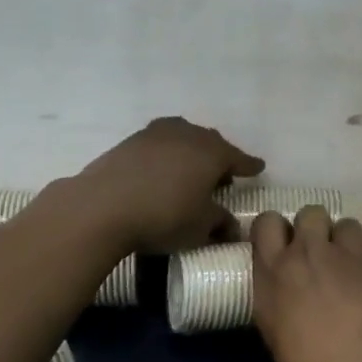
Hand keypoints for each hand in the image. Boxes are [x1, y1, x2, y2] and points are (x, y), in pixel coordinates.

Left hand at [75, 117, 263, 252]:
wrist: (104, 205)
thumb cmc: (164, 216)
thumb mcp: (200, 227)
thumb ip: (220, 223)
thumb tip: (232, 227)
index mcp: (212, 153)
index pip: (238, 158)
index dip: (249, 165)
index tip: (258, 168)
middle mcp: (188, 135)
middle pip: (211, 142)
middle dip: (219, 156)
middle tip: (223, 174)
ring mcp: (156, 134)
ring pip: (183, 136)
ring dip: (191, 151)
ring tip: (189, 169)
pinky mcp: (130, 141)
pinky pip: (158, 143)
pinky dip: (166, 153)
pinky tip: (161, 169)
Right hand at [251, 206, 361, 361]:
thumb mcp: (281, 346)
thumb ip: (284, 314)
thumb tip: (295, 315)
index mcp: (275, 275)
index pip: (266, 223)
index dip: (275, 230)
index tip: (281, 247)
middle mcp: (310, 255)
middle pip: (310, 213)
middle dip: (315, 228)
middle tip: (320, 256)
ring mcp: (353, 256)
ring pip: (348, 223)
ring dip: (349, 241)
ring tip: (355, 268)